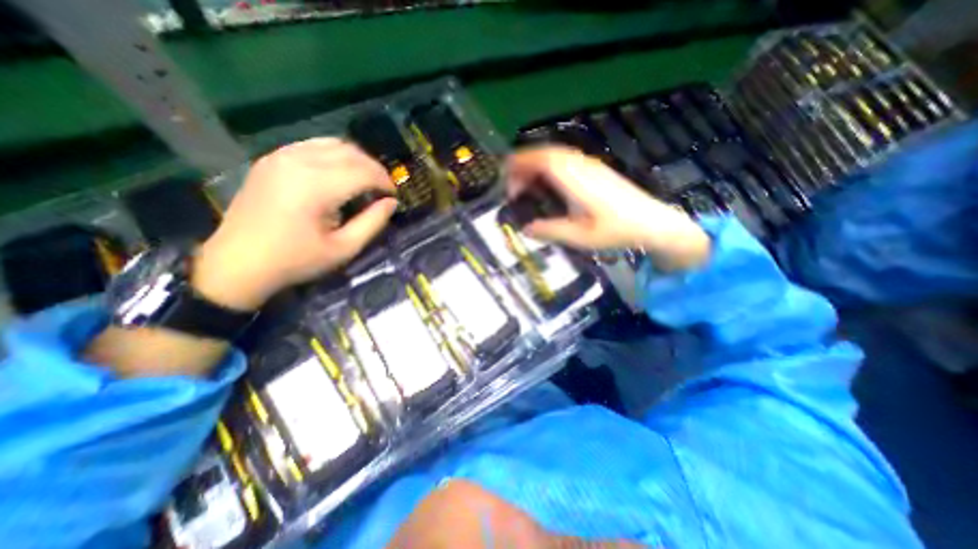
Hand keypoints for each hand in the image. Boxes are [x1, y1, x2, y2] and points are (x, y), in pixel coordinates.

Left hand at [193, 136, 394, 308]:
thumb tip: (391, 203)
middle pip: (350, 152)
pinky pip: (313, 146)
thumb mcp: (344, 248)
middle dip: (374, 168)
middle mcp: (298, 161)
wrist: (237, 263)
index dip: (385, 181)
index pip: (363, 172)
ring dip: (357, 159)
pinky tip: (340, 173)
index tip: (394, 196)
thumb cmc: (296, 260)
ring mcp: (281, 156)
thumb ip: (372, 223)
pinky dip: (335, 155)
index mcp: (316, 186)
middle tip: (384, 189)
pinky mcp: (272, 159)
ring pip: (332, 144)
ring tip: (366, 180)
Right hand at [504, 145, 712, 272]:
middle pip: (547, 153)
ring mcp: (590, 166)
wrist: (653, 222)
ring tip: (525, 185)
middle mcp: (581, 166)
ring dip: (536, 165)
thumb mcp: (580, 237)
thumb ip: (551, 231)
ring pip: (556, 155)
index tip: (506, 178)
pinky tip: (547, 184)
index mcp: (575, 179)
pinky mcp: (596, 170)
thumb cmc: (617, 230)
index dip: (520, 164)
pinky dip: (549, 167)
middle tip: (512, 186)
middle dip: (524, 164)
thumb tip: (525, 229)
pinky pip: (566, 160)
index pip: (542, 159)